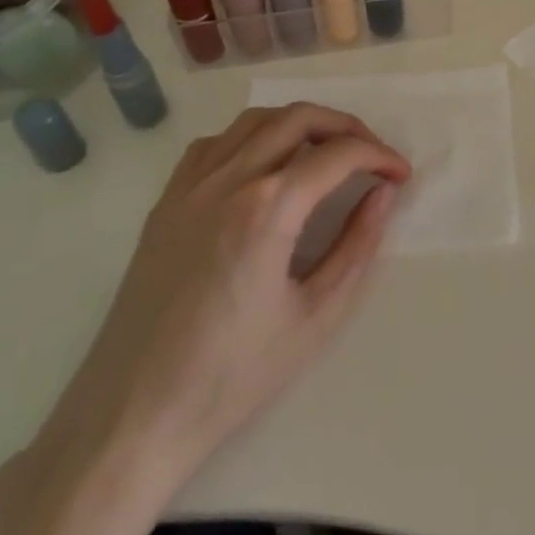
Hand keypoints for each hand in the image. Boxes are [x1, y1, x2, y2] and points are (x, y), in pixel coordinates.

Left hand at [35, 104, 409, 494]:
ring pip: (254, 120)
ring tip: (326, 153)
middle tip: (372, 156)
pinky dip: (252, 137)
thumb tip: (382, 194)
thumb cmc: (233, 375)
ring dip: (300, 124)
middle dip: (346, 126)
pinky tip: (266, 166)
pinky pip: (214, 144)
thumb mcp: (317, 315)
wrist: (133, 416)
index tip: (401, 177)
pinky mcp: (165, 204)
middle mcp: (226, 181)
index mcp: (267, 209)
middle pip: (298, 118)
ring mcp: (188, 188)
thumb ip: (357, 245)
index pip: (339, 155)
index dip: (380, 157)